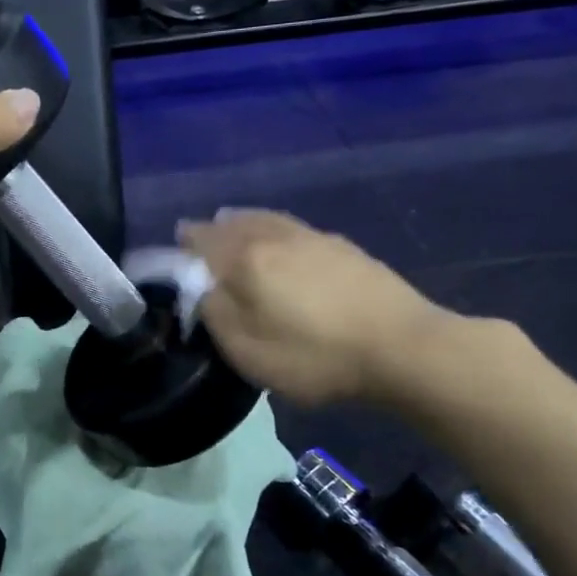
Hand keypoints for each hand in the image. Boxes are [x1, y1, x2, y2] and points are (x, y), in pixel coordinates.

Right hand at [179, 210, 451, 406]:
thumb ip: (215, 313)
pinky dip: (274, 228)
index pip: (202, 241)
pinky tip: (282, 241)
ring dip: (243, 221)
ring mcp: (314, 238)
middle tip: (198, 235)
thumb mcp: (247, 350)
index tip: (173, 245)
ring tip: (233, 223)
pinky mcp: (345, 248)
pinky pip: (294, 228)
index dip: (183, 244)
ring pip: (267, 220)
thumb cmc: (315, 355)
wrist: (403, 349)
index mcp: (246, 259)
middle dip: (212, 228)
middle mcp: (275, 237)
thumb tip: (203, 290)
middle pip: (234, 223)